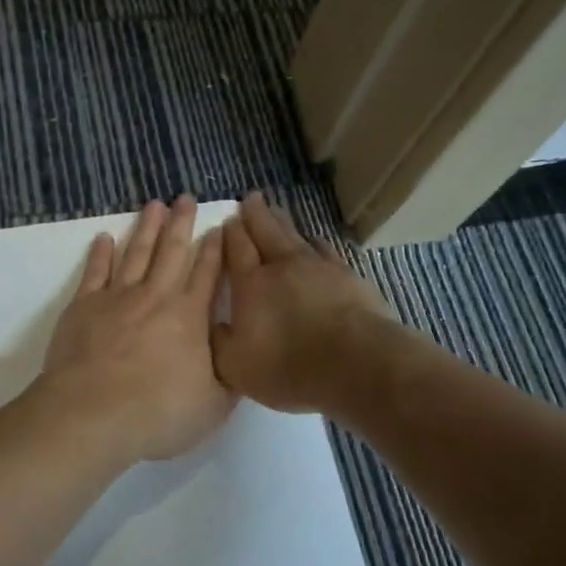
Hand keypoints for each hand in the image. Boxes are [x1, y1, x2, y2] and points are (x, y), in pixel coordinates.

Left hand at [38, 195, 235, 463]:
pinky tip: (105, 237)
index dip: (216, 248)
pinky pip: (95, 272)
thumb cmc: (158, 413)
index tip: (220, 226)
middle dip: (181, 223)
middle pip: (172, 251)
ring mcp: (117, 297)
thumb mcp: (214, 405)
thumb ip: (230, 376)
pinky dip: (100, 253)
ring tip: (154, 204)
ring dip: (146, 227)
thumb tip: (239, 352)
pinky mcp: (84, 306)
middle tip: (185, 197)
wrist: (91, 415)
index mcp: (190, 316)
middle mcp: (157, 297)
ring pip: (136, 252)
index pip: (208, 273)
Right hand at [211, 191, 396, 412]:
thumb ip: (218, 342)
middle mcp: (281, 266)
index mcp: (251, 284)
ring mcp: (317, 267)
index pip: (236, 248)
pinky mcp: (345, 275)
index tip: (227, 219)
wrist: (354, 362)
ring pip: (294, 234)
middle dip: (255, 213)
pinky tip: (315, 240)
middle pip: (265, 230)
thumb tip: (212, 324)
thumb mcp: (235, 366)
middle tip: (250, 198)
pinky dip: (316, 241)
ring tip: (275, 209)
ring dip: (282, 220)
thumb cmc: (287, 366)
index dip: (230, 232)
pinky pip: (325, 249)